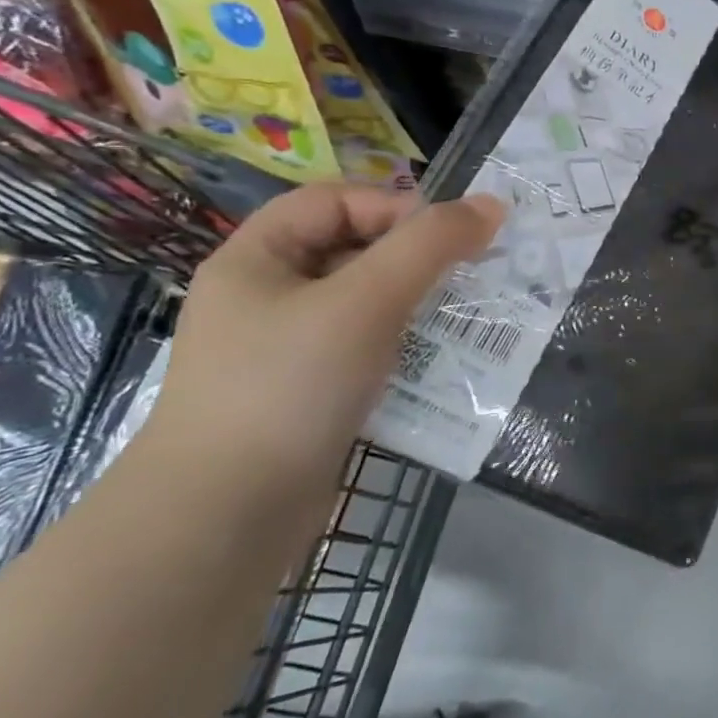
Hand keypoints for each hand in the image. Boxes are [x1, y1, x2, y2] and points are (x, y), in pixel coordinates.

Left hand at [141, 185, 506, 507]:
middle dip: (416, 260)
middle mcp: (265, 296)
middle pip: (353, 250)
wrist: (226, 516)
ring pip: (365, 304)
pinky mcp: (306, 393)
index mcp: (257, 259)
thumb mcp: (367, 300)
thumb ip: (431, 245)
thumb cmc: (291, 385)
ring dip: (417, 306)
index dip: (395, 207)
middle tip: (469, 278)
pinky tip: (436, 365)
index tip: (450, 240)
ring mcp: (284, 349)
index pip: (336, 201)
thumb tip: (492, 205)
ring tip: (463, 322)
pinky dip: (403, 348)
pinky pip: (364, 349)